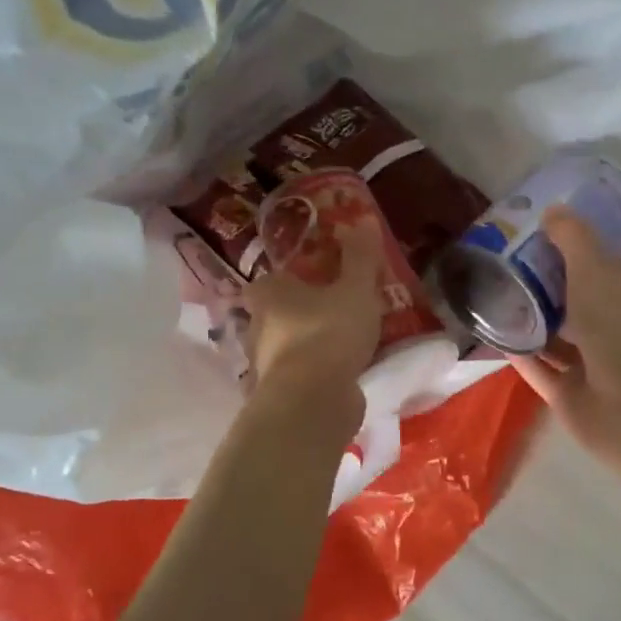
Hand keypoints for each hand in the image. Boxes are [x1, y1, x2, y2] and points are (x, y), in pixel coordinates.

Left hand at [241, 222, 381, 412]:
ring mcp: (266, 364)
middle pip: (281, 312)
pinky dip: (319, 372)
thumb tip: (363, 218)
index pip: (274, 277)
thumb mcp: (355, 289)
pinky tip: (344, 372)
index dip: (297, 276)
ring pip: (291, 345)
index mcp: (268, 293)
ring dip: (313, 343)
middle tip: (341, 308)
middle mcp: (257, 327)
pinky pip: (303, 374)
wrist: (312, 402)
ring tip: (348, 341)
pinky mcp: (280, 394)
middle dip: (306, 311)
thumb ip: (360, 257)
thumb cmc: (328, 332)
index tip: (322, 278)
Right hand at [507, 208, 620, 474]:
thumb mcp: (596, 270)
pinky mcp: (570, 396)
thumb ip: (572, 239)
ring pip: (555, 339)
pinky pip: (539, 369)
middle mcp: (616, 330)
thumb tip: (552, 210)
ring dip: (527, 322)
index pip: (600, 269)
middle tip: (500, 267)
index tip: (533, 240)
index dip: (569, 253)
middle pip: (574, 304)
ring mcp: (593, 367)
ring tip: (488, 298)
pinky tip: (488, 335)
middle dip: (542, 288)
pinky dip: (518, 354)